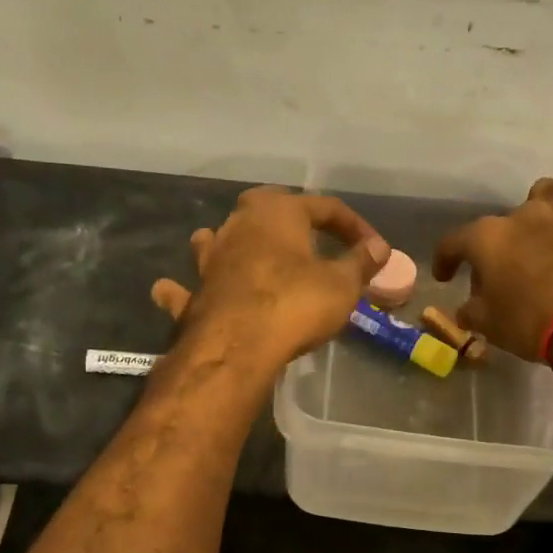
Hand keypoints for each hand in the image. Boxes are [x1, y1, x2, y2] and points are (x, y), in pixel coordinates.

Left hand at [150, 188, 387, 371]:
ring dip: (230, 242)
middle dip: (287, 216)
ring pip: (216, 238)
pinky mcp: (193, 294)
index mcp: (279, 213)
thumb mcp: (342, 285)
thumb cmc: (295, 304)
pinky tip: (173, 291)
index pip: (325, 207)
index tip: (374, 249)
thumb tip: (379, 247)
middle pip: (264, 206)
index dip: (354, 226)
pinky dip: (183, 289)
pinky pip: (186, 287)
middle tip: (307, 234)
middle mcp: (238, 225)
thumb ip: (360, 262)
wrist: (236, 345)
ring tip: (242, 251)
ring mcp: (210, 258)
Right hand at [433, 177, 552, 368]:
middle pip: (502, 222)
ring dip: (541, 208)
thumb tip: (466, 310)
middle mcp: (523, 216)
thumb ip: (473, 312)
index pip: (453, 242)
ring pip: (547, 192)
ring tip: (543, 232)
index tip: (445, 277)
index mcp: (487, 238)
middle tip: (504, 272)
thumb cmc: (534, 322)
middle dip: (499, 243)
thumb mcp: (491, 326)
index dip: (445, 259)